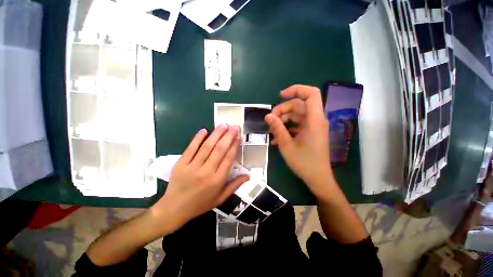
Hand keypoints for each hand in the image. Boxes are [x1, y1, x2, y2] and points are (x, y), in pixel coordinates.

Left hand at [150, 125, 248, 232]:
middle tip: (234, 126)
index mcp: (217, 180)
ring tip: (223, 125)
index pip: (228, 159)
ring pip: (207, 147)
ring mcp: (192, 166)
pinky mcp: (180, 164)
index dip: (234, 146)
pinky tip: (204, 130)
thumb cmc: (200, 204)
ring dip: (216, 134)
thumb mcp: (220, 198)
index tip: (238, 136)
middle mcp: (206, 171)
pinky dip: (197, 138)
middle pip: (219, 150)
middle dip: (228, 136)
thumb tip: (248, 175)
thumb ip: (234, 185)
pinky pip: (191, 148)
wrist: (174, 209)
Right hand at [265, 85, 333, 196]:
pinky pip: (298, 125)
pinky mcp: (310, 133)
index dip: (296, 90)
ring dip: (283, 120)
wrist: (318, 178)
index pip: (311, 94)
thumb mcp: (286, 145)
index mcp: (314, 120)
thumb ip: (277, 128)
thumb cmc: (304, 162)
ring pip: (297, 115)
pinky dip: (288, 128)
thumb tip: (268, 116)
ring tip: (272, 130)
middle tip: (270, 120)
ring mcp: (313, 127)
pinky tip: (277, 137)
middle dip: (283, 110)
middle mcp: (316, 120)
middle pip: (299, 105)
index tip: (280, 95)